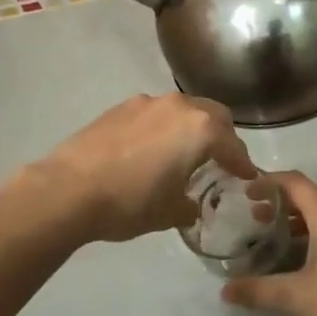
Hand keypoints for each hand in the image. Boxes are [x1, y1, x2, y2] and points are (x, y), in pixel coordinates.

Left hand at [31, 94, 256, 243]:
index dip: (243, 164)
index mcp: (200, 129)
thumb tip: (190, 204)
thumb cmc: (130, 203)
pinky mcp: (120, 107)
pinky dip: (162, 128)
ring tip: (182, 154)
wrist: (68, 190)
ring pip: (182, 110)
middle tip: (219, 161)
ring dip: (190, 128)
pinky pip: (154, 114)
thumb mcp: (170, 213)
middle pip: (213, 116)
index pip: (234, 146)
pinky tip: (150, 152)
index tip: (248, 177)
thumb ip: (190, 204)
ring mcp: (147, 103)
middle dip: (221, 137)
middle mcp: (179, 106)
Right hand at [221, 172, 316, 315]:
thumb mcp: (295, 296)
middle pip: (312, 199)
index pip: (295, 183)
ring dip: (303, 225)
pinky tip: (311, 263)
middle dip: (282, 207)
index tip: (248, 192)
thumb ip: (258, 290)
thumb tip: (226, 291)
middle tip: (256, 221)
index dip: (269, 182)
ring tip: (279, 243)